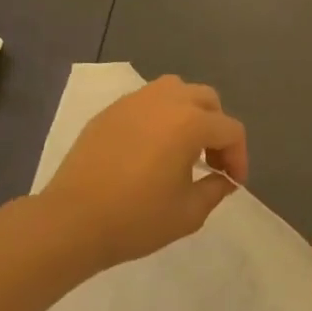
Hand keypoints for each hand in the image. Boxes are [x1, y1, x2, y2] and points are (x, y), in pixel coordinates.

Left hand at [39, 76, 248, 268]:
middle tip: (212, 161)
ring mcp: (134, 101)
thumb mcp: (188, 213)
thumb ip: (215, 189)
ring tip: (183, 146)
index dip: (239, 157)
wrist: (72, 220)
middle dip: (217, 128)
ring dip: (189, 113)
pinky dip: (159, 116)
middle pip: (206, 100)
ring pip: (175, 90)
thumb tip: (223, 178)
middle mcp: (165, 100)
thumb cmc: (136, 218)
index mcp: (189, 122)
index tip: (232, 183)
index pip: (230, 129)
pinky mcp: (110, 111)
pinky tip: (151, 148)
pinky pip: (146, 102)